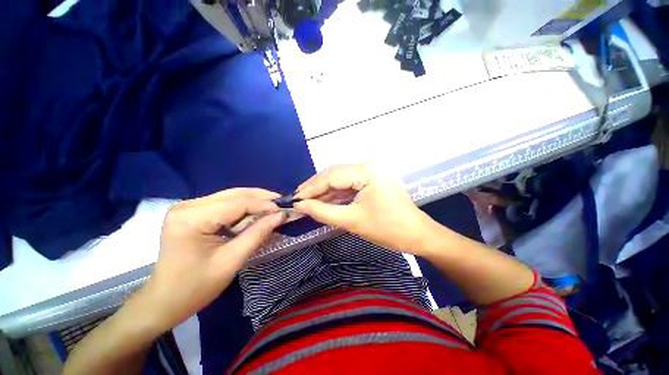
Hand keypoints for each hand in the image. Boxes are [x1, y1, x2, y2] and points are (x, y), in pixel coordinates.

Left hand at [137, 188, 285, 333]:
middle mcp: (188, 206)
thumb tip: (281, 215)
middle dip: (262, 198)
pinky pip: (225, 204)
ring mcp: (188, 207)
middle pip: (234, 195)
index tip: (285, 209)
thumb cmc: (195, 288)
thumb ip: (257, 234)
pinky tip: (257, 212)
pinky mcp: (193, 212)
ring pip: (231, 196)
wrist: (163, 301)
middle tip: (283, 204)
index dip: (264, 204)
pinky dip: (244, 207)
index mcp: (192, 218)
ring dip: (255, 201)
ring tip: (274, 207)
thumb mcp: (231, 261)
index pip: (237, 203)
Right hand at [294, 163, 435, 252]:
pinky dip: (336, 193)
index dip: (310, 188)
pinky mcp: (373, 180)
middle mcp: (369, 165)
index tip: (294, 198)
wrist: (417, 235)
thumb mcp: (352, 221)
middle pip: (335, 174)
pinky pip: (350, 184)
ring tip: (307, 201)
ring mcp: (372, 171)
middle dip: (316, 188)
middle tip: (298, 199)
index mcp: (367, 171)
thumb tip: (300, 205)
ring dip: (325, 191)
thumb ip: (323, 212)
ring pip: (341, 179)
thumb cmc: (387, 229)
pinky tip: (325, 201)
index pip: (331, 176)